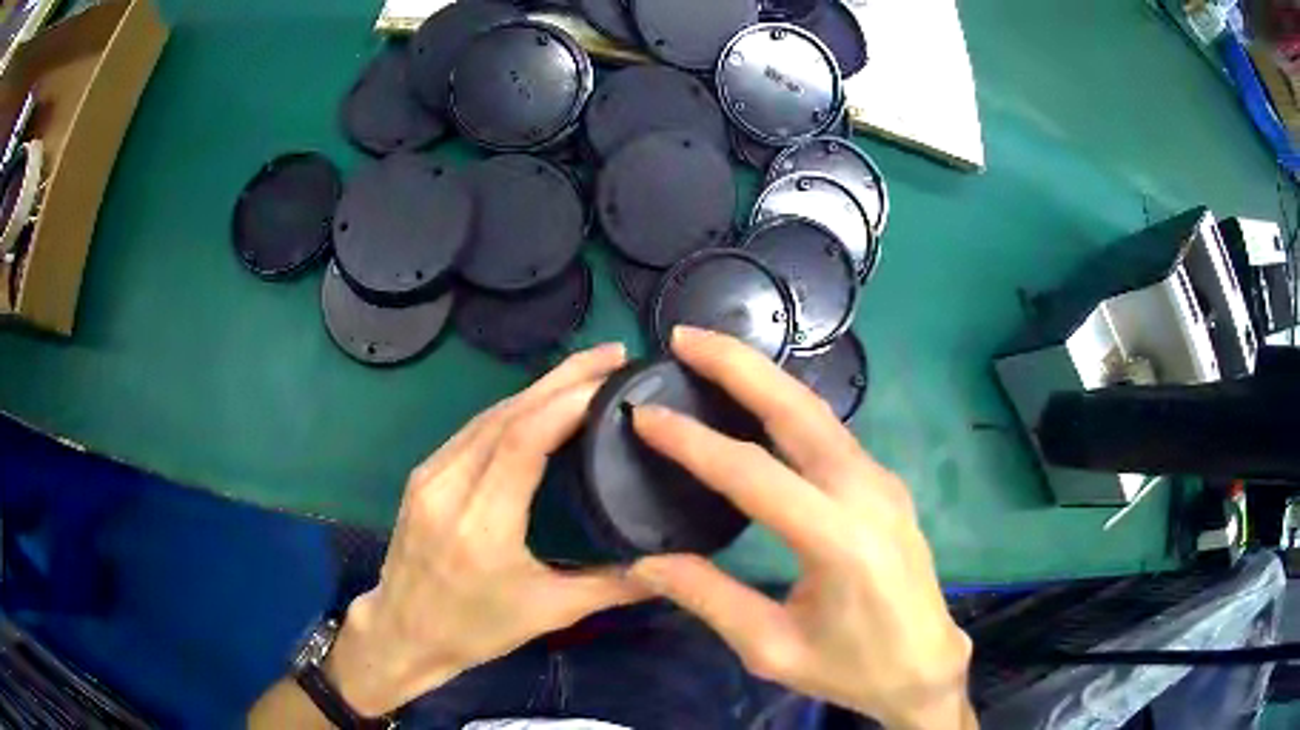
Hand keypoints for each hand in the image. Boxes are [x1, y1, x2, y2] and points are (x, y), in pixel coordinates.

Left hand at [328, 344, 647, 716]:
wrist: (403, 633)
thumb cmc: (475, 630)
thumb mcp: (549, 614)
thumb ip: (613, 587)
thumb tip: (671, 564)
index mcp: (480, 526)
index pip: (522, 441)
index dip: (568, 403)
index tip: (614, 380)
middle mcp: (448, 488)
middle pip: (507, 415)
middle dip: (562, 378)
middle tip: (612, 355)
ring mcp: (429, 476)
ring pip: (488, 415)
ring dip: (538, 387)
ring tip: (586, 371)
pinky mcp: (423, 475)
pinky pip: (472, 429)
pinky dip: (513, 408)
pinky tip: (540, 402)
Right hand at [628, 327, 974, 729]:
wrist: (925, 663)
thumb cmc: (851, 666)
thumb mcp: (772, 647)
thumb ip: (709, 599)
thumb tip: (644, 563)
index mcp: (838, 540)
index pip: (753, 473)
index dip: (692, 441)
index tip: (644, 415)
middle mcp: (866, 493)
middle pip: (798, 411)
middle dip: (739, 366)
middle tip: (684, 339)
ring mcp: (882, 482)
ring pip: (818, 413)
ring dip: (764, 378)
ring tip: (712, 355)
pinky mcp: (884, 483)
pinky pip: (831, 432)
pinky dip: (788, 406)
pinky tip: (758, 402)